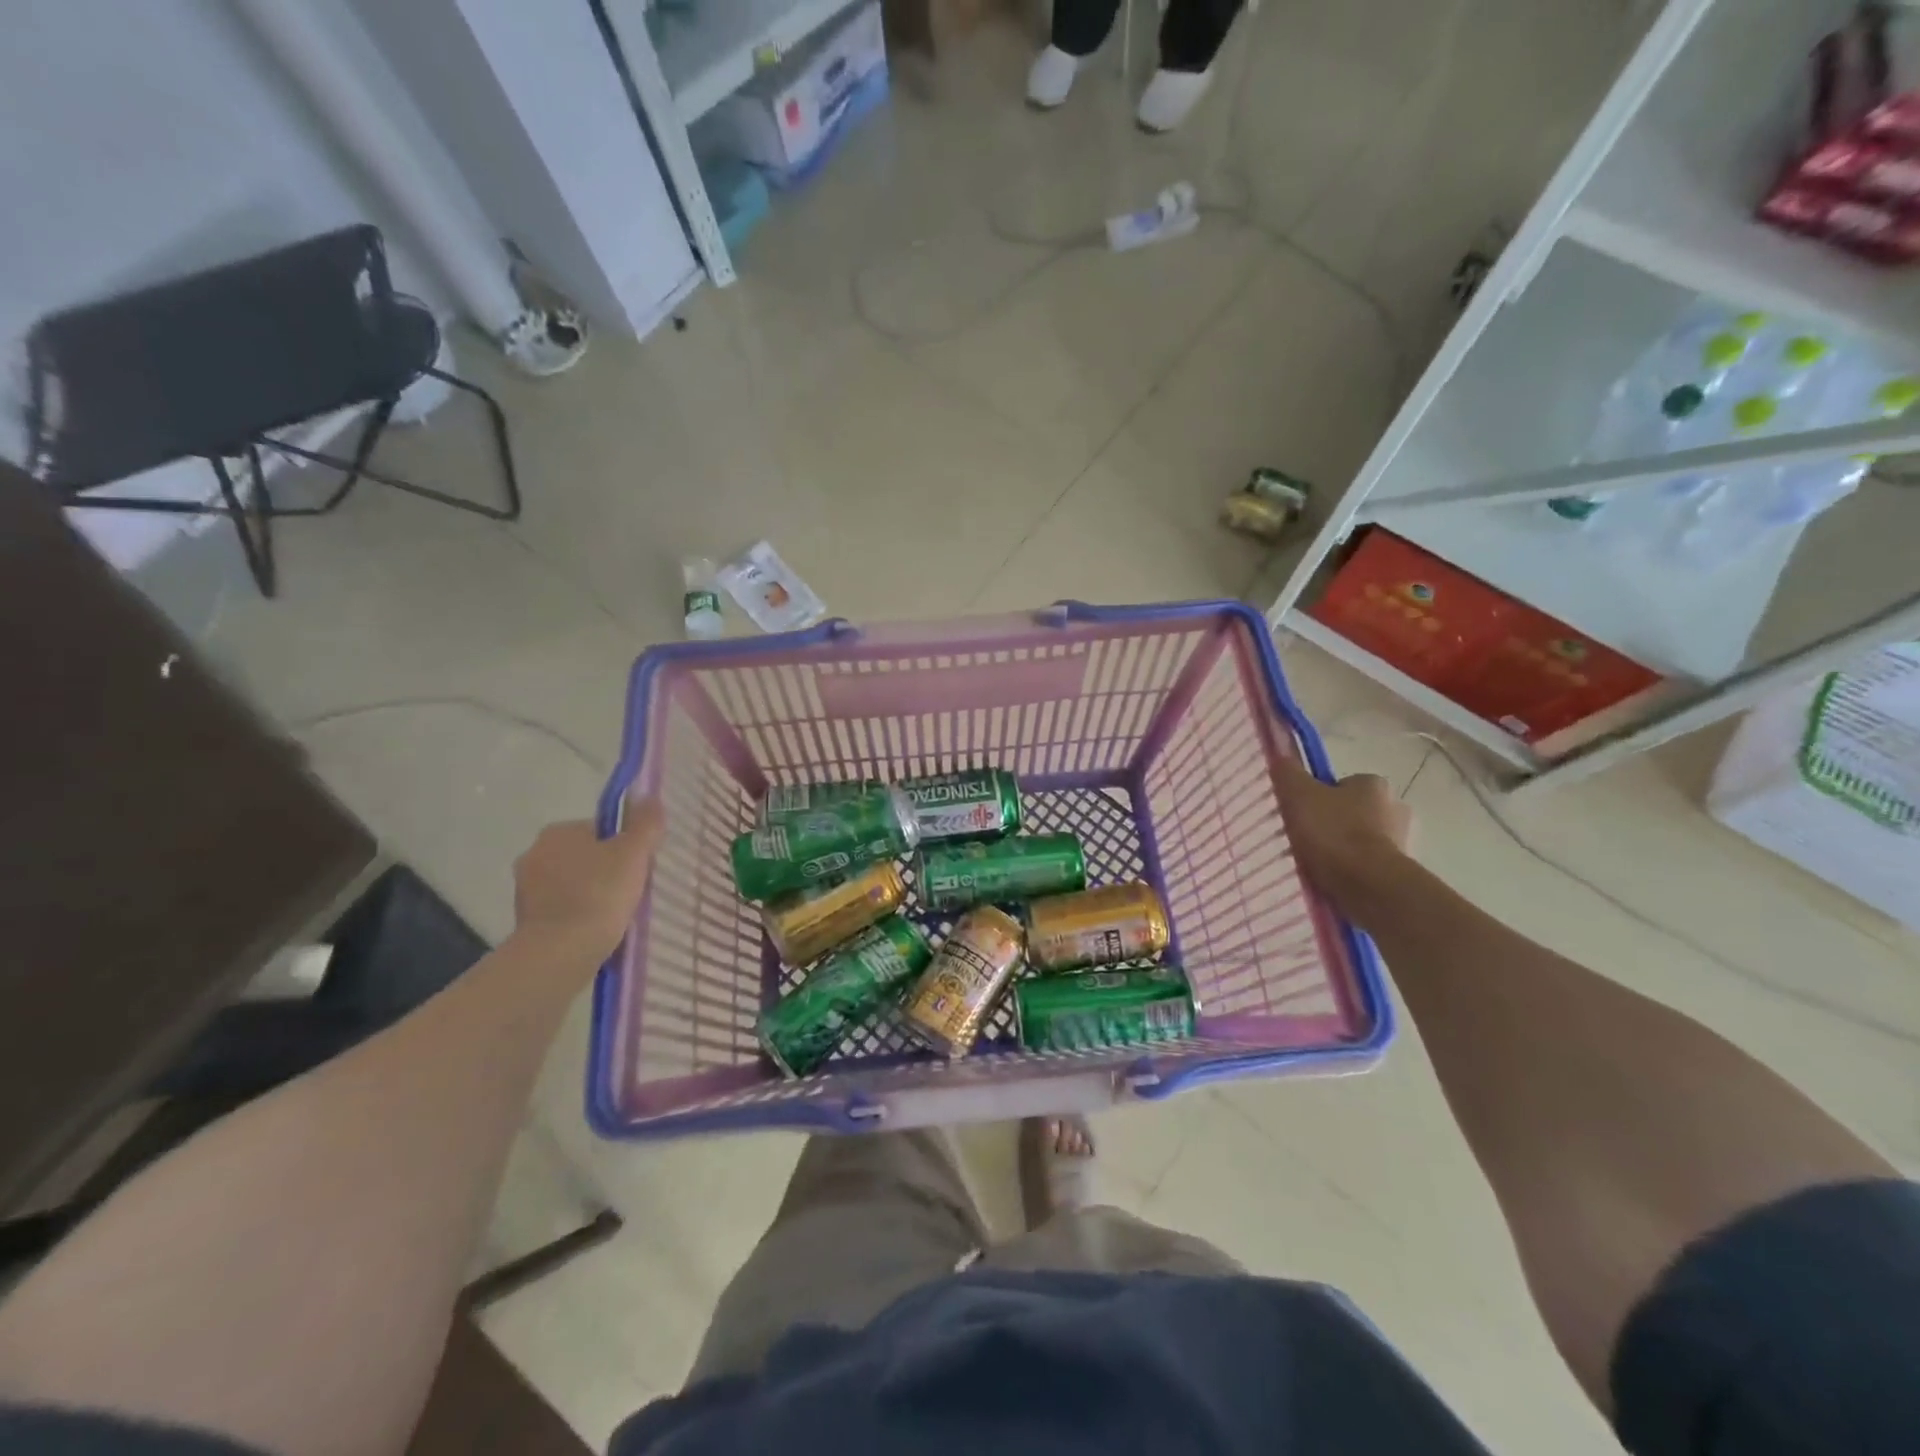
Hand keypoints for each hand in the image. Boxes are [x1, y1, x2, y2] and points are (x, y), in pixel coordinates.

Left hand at [511, 802, 663, 962]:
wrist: (560, 953)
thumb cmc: (599, 894)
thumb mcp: (634, 853)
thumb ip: (645, 824)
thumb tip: (650, 798)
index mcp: (557, 831)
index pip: (600, 830)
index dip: (625, 846)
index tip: (639, 867)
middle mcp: (535, 853)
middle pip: (586, 856)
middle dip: (608, 871)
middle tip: (632, 891)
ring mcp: (526, 889)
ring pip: (573, 883)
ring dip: (593, 894)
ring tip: (617, 915)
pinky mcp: (525, 920)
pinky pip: (563, 909)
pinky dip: (580, 916)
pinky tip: (598, 931)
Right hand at [1275, 758, 1413, 917]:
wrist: (1369, 885)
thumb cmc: (1333, 833)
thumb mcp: (1298, 795)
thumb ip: (1288, 773)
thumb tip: (1280, 754)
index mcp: (1374, 783)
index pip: (1342, 784)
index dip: (1320, 797)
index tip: (1303, 814)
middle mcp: (1396, 806)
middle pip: (1355, 811)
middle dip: (1335, 823)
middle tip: (1308, 838)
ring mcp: (1403, 840)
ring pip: (1363, 838)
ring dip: (1345, 848)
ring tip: (1318, 863)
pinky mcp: (1402, 870)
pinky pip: (1370, 864)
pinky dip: (1354, 869)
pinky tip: (1335, 879)